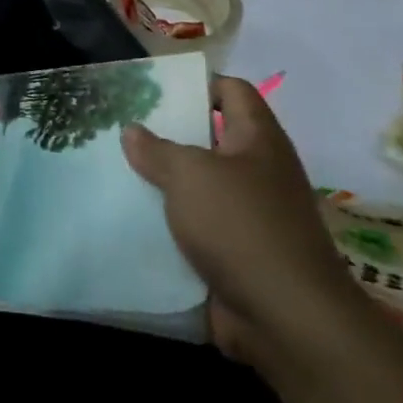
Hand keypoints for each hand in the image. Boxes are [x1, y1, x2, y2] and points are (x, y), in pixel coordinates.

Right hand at [123, 76, 362, 363]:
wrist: (286, 318)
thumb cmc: (242, 226)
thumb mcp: (191, 175)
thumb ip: (157, 150)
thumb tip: (132, 130)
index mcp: (257, 140)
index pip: (232, 91)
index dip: (198, 83)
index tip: (154, 91)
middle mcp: (258, 172)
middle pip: (209, 139)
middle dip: (167, 135)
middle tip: (121, 131)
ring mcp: (249, 216)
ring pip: (198, 187)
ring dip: (163, 184)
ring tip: (115, 172)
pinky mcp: (236, 254)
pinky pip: (196, 229)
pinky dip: (168, 225)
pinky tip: (130, 220)